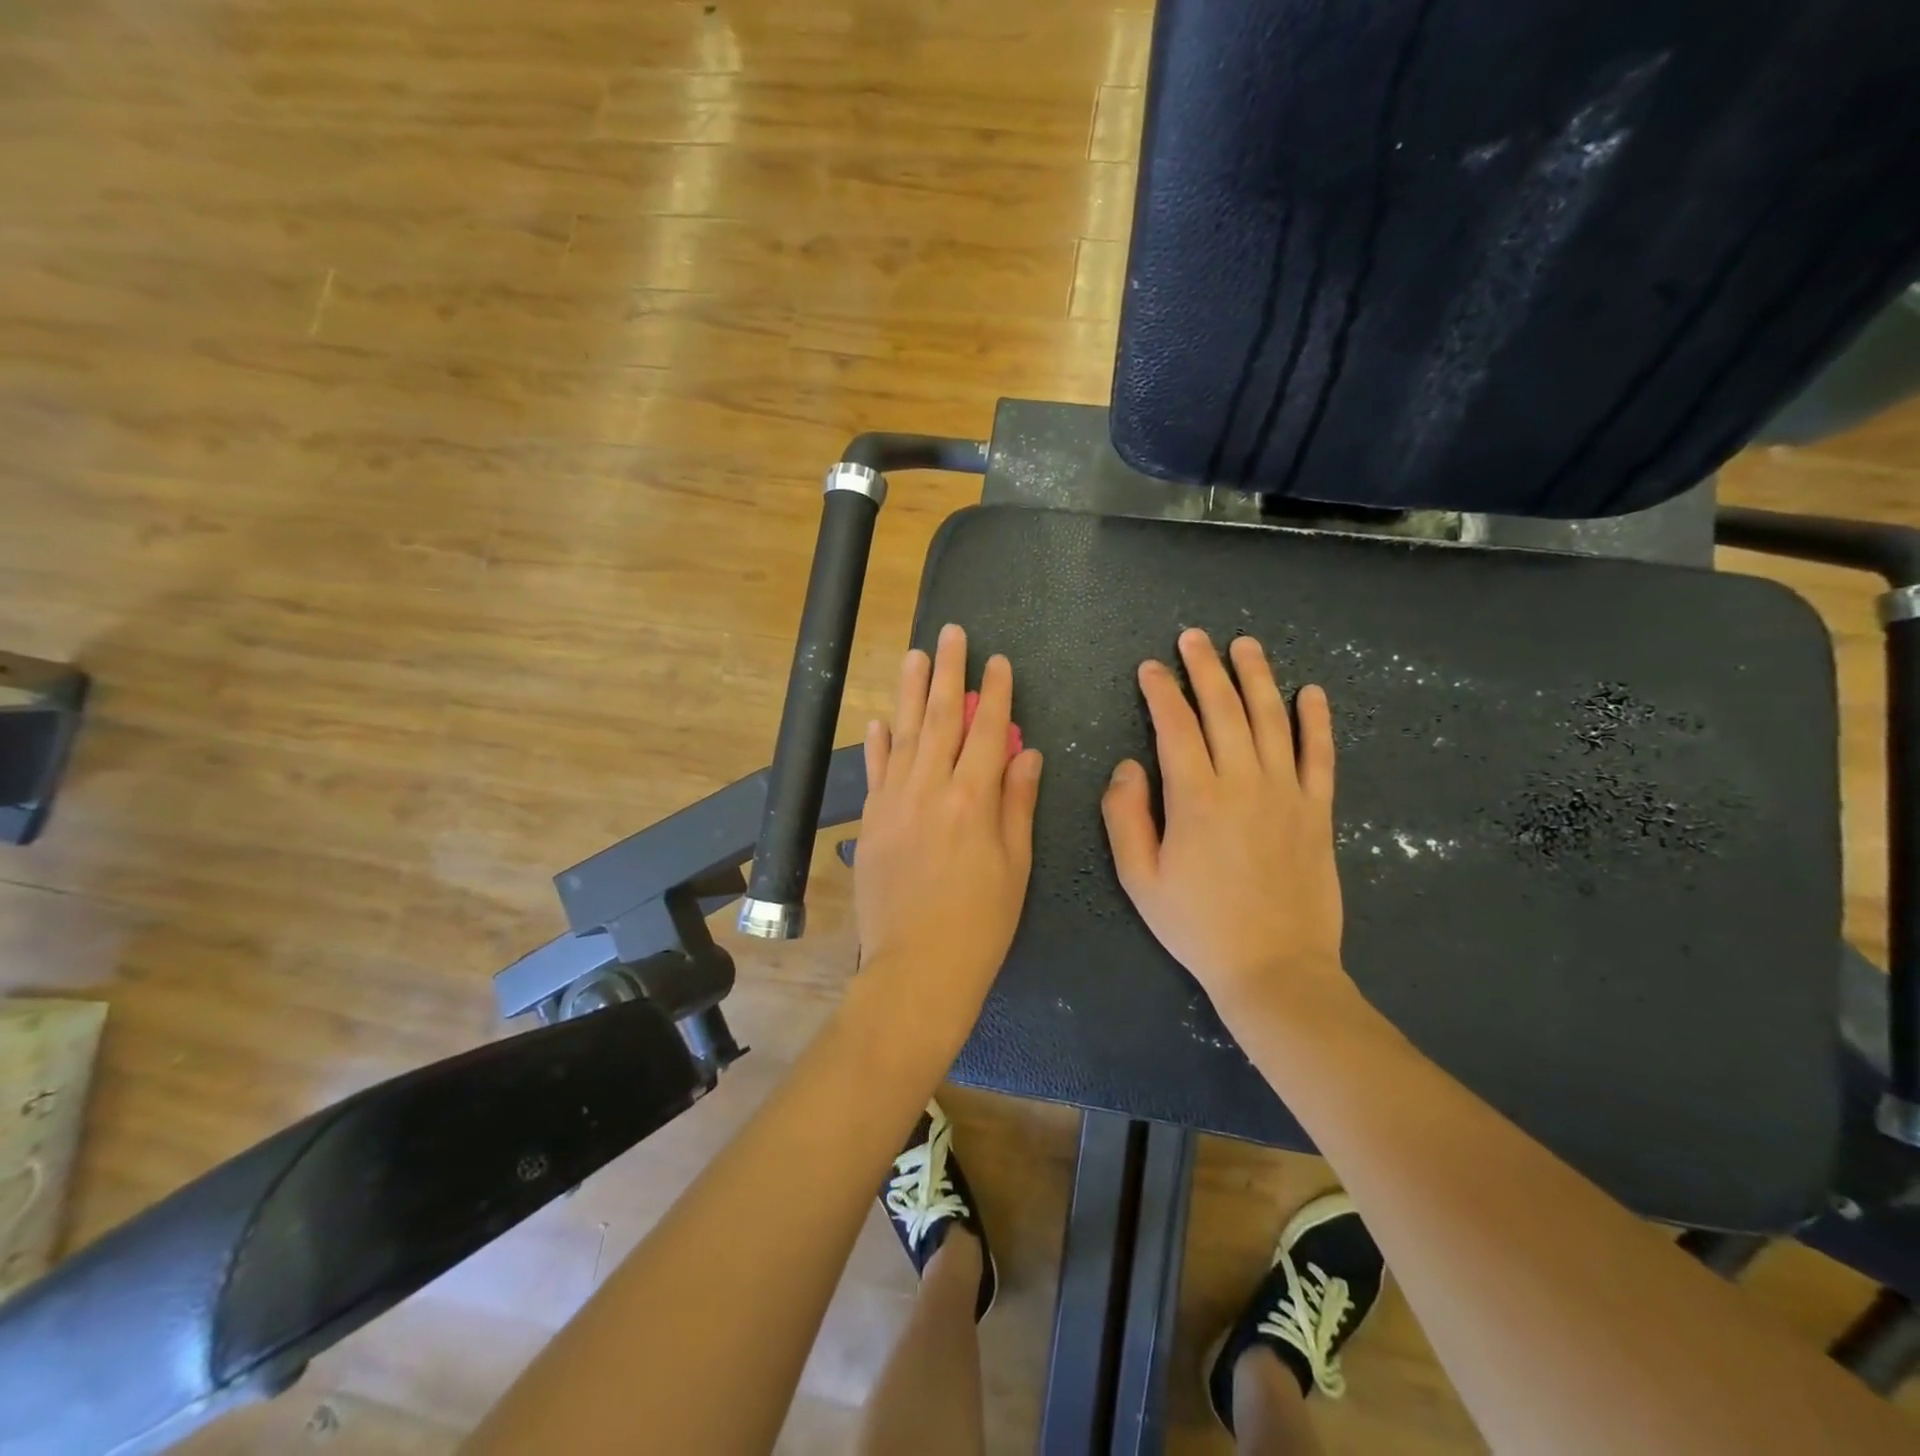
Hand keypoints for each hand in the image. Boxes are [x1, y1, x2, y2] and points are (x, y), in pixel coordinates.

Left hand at [854, 624, 1043, 1057]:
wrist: (917, 967)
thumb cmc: (981, 923)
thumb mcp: (1016, 866)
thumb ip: (1018, 803)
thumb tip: (1026, 752)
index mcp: (974, 800)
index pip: (987, 732)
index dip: (994, 694)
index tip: (998, 661)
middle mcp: (931, 790)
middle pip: (940, 719)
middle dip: (948, 673)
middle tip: (951, 634)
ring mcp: (894, 803)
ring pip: (903, 734)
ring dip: (909, 691)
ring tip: (915, 655)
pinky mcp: (871, 822)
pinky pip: (875, 772)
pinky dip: (877, 743)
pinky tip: (879, 719)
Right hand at [1102, 629, 1351, 1022]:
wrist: (1274, 968)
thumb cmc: (1197, 925)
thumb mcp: (1139, 879)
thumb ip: (1125, 817)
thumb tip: (1128, 766)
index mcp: (1195, 797)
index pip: (1174, 727)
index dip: (1160, 692)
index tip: (1150, 668)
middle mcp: (1243, 782)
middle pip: (1223, 710)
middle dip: (1204, 669)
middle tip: (1193, 638)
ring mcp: (1286, 793)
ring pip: (1272, 719)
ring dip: (1257, 677)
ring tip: (1245, 644)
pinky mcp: (1318, 810)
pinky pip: (1320, 755)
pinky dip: (1316, 720)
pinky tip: (1311, 692)